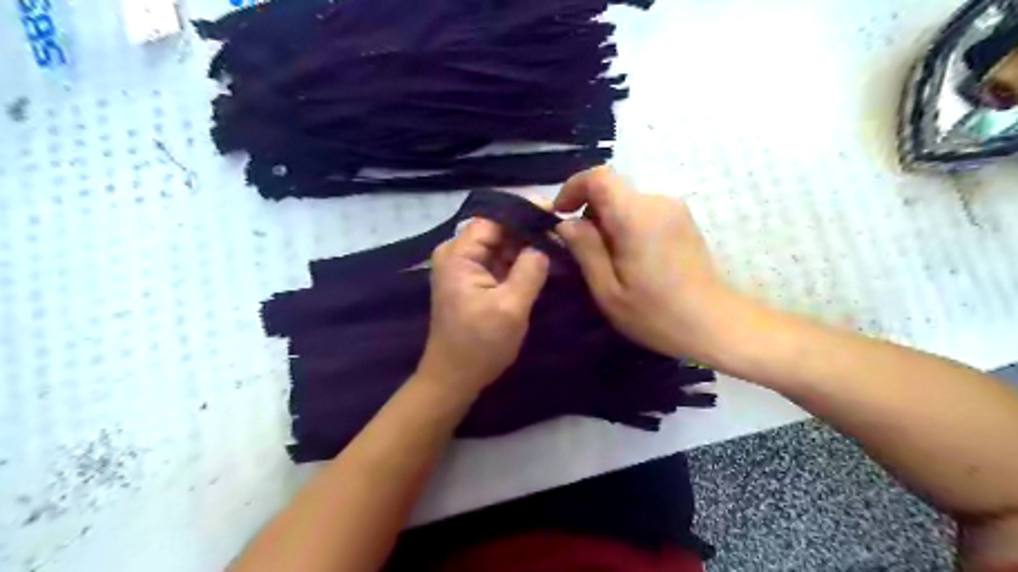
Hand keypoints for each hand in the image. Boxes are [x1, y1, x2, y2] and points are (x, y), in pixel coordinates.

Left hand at [416, 216, 548, 394]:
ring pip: (501, 245)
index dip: (525, 212)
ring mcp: (465, 268)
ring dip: (526, 244)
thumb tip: (546, 244)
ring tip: (559, 242)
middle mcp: (457, 254)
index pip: (494, 219)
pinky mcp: (473, 281)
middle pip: (497, 230)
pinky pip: (500, 262)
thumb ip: (530, 270)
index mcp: (459, 254)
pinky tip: (543, 259)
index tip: (556, 211)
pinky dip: (520, 260)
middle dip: (529, 229)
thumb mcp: (511, 307)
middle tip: (563, 229)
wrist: (454, 379)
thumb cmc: (479, 345)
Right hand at [557, 165, 740, 361]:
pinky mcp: (683, 220)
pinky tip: (632, 260)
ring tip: (608, 262)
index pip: (598, 177)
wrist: (714, 323)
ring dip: (608, 222)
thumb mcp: (608, 290)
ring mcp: (674, 209)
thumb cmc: (656, 313)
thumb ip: (585, 250)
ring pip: (627, 202)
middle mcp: (657, 202)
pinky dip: (627, 226)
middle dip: (590, 213)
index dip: (573, 188)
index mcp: (635, 216)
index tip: (561, 214)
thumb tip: (566, 223)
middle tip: (583, 252)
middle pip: (612, 190)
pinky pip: (643, 212)